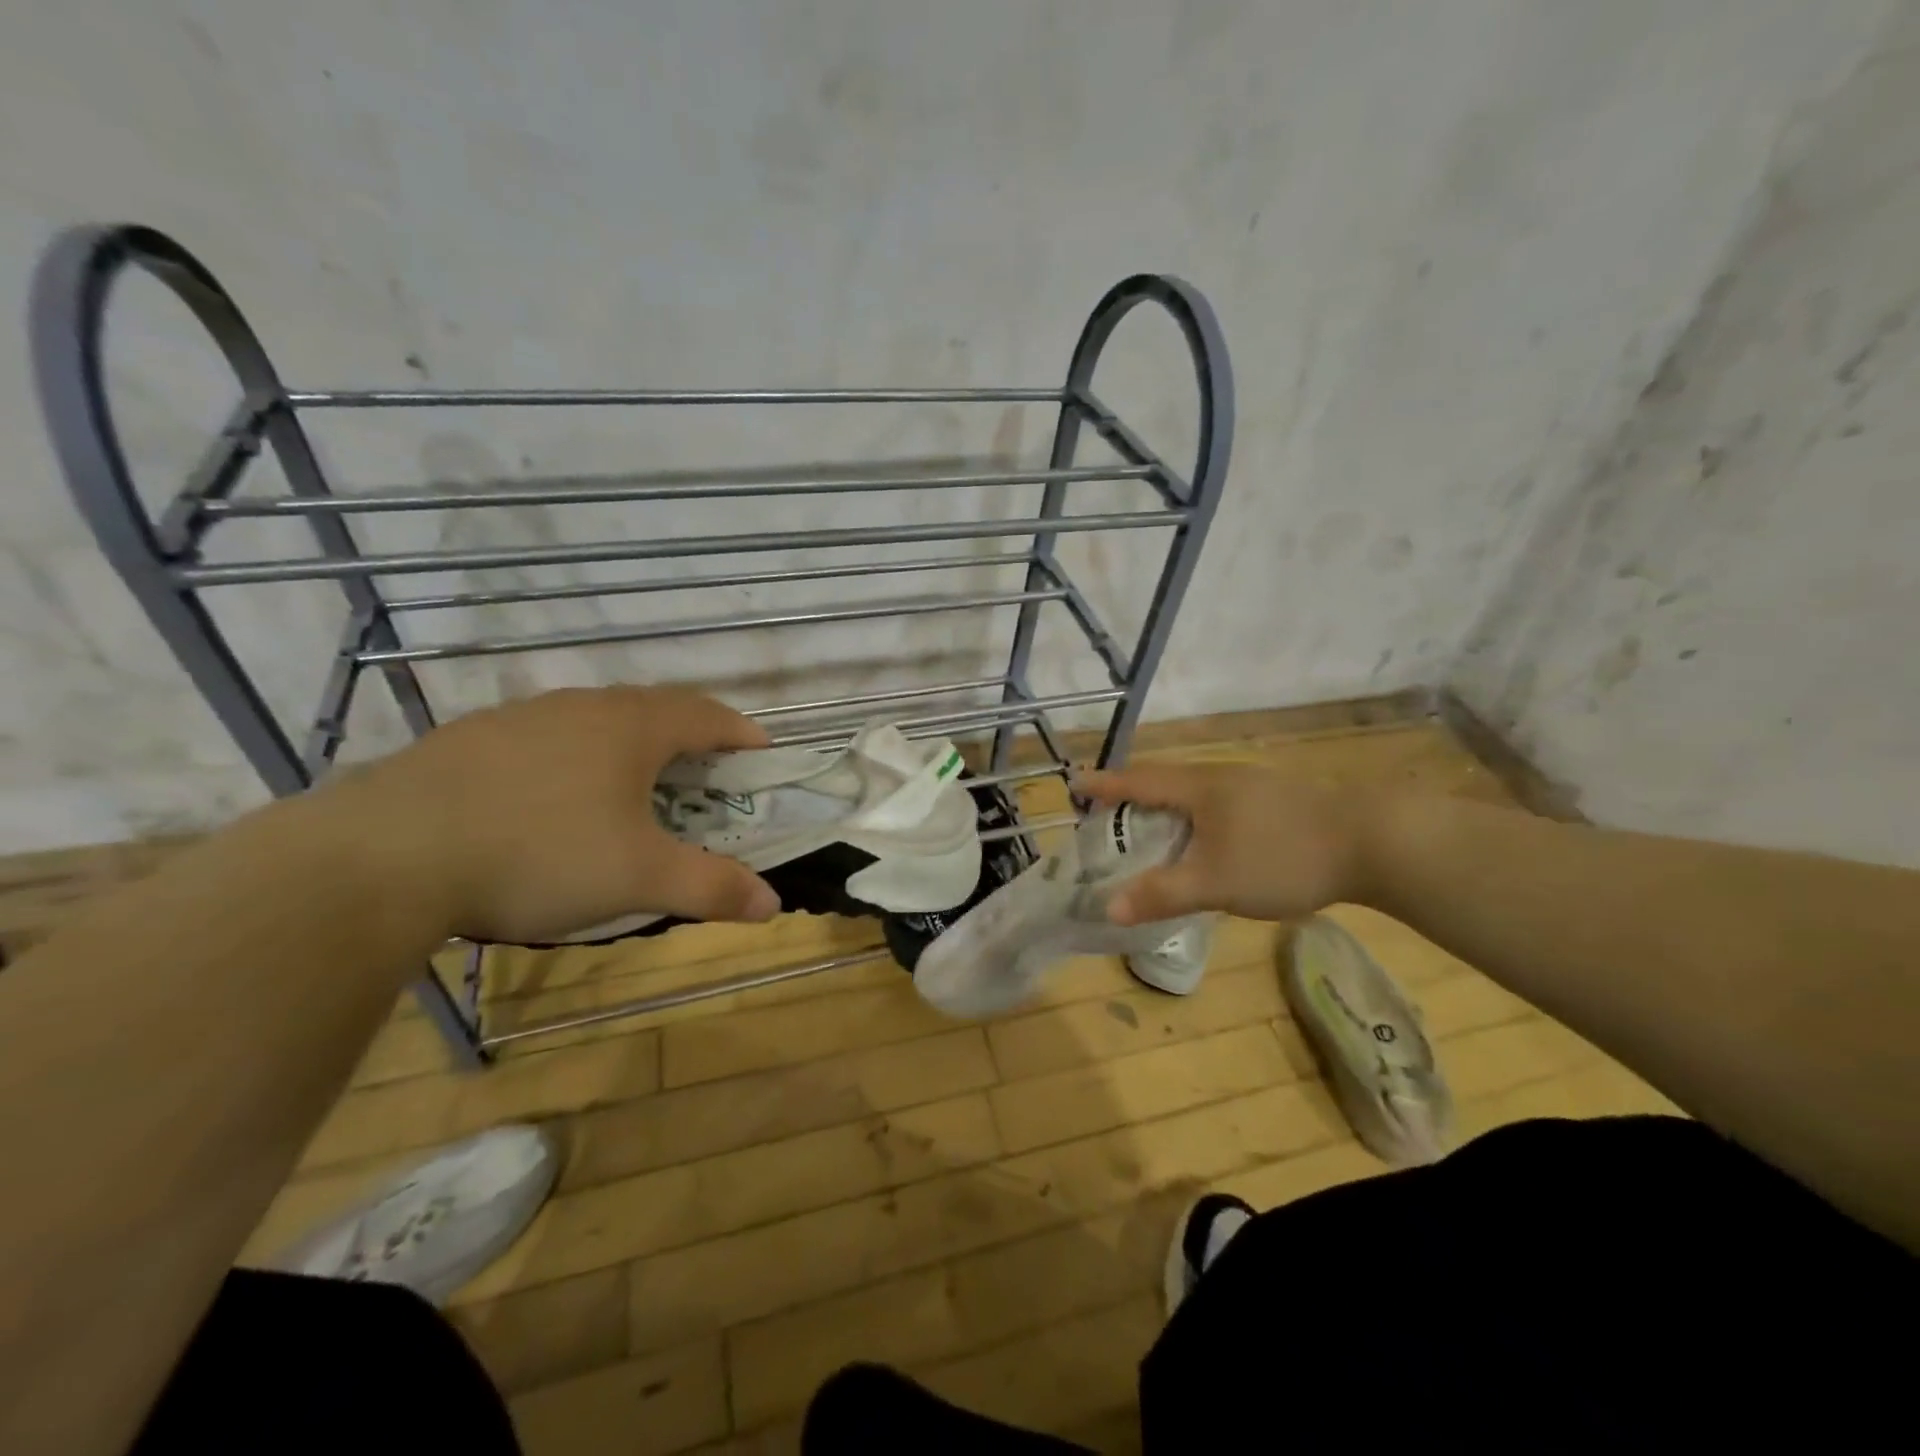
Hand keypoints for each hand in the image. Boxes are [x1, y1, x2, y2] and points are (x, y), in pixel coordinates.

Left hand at [329, 686, 781, 943]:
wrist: (382, 856)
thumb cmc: (538, 854)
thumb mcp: (639, 878)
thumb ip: (711, 887)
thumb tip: (773, 905)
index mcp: (632, 727)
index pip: (707, 715)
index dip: (742, 733)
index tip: (763, 754)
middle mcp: (583, 707)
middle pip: (655, 709)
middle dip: (691, 737)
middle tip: (706, 774)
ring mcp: (522, 717)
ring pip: (597, 720)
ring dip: (631, 745)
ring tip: (635, 786)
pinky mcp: (471, 739)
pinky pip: (547, 738)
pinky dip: (575, 758)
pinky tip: (554, 801)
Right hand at [1073, 761, 1373, 925]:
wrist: (1374, 841)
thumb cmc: (1283, 856)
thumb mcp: (1215, 882)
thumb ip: (1162, 894)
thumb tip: (1108, 908)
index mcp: (1198, 787)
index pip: (1138, 781)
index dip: (1105, 785)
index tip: (1075, 783)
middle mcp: (1221, 776)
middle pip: (1164, 780)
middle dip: (1133, 795)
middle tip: (1108, 814)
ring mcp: (1252, 785)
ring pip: (1195, 791)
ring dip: (1167, 807)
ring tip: (1152, 830)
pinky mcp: (1277, 799)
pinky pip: (1219, 802)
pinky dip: (1196, 817)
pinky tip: (1207, 840)